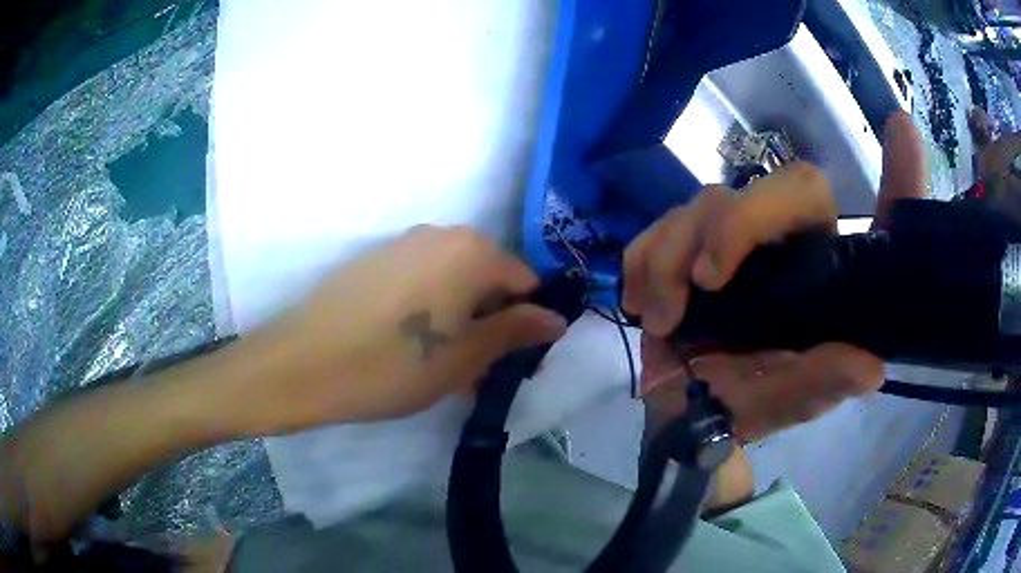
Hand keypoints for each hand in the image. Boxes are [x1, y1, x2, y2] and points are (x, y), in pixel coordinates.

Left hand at [223, 226, 567, 435]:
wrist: (303, 364)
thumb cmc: (394, 365)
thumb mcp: (465, 357)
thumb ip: (515, 332)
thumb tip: (556, 319)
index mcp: (471, 251)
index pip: (525, 283)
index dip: (528, 325)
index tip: (518, 365)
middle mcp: (439, 235)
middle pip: (487, 281)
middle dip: (491, 327)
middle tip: (478, 374)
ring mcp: (401, 245)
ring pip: (452, 285)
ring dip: (460, 325)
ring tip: (443, 370)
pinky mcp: (373, 261)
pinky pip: (420, 284)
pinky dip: (429, 314)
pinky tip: (410, 350)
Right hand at [623, 163, 883, 441]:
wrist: (681, 412)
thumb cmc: (745, 406)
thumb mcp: (784, 404)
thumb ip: (821, 385)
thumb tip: (871, 367)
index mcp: (833, 277)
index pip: (880, 219)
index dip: (901, 174)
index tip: (900, 126)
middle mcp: (796, 244)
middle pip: (786, 184)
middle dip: (739, 224)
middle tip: (705, 281)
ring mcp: (740, 237)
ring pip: (710, 200)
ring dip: (673, 258)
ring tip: (661, 320)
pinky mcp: (689, 241)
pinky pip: (660, 223)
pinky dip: (642, 260)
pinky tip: (640, 302)